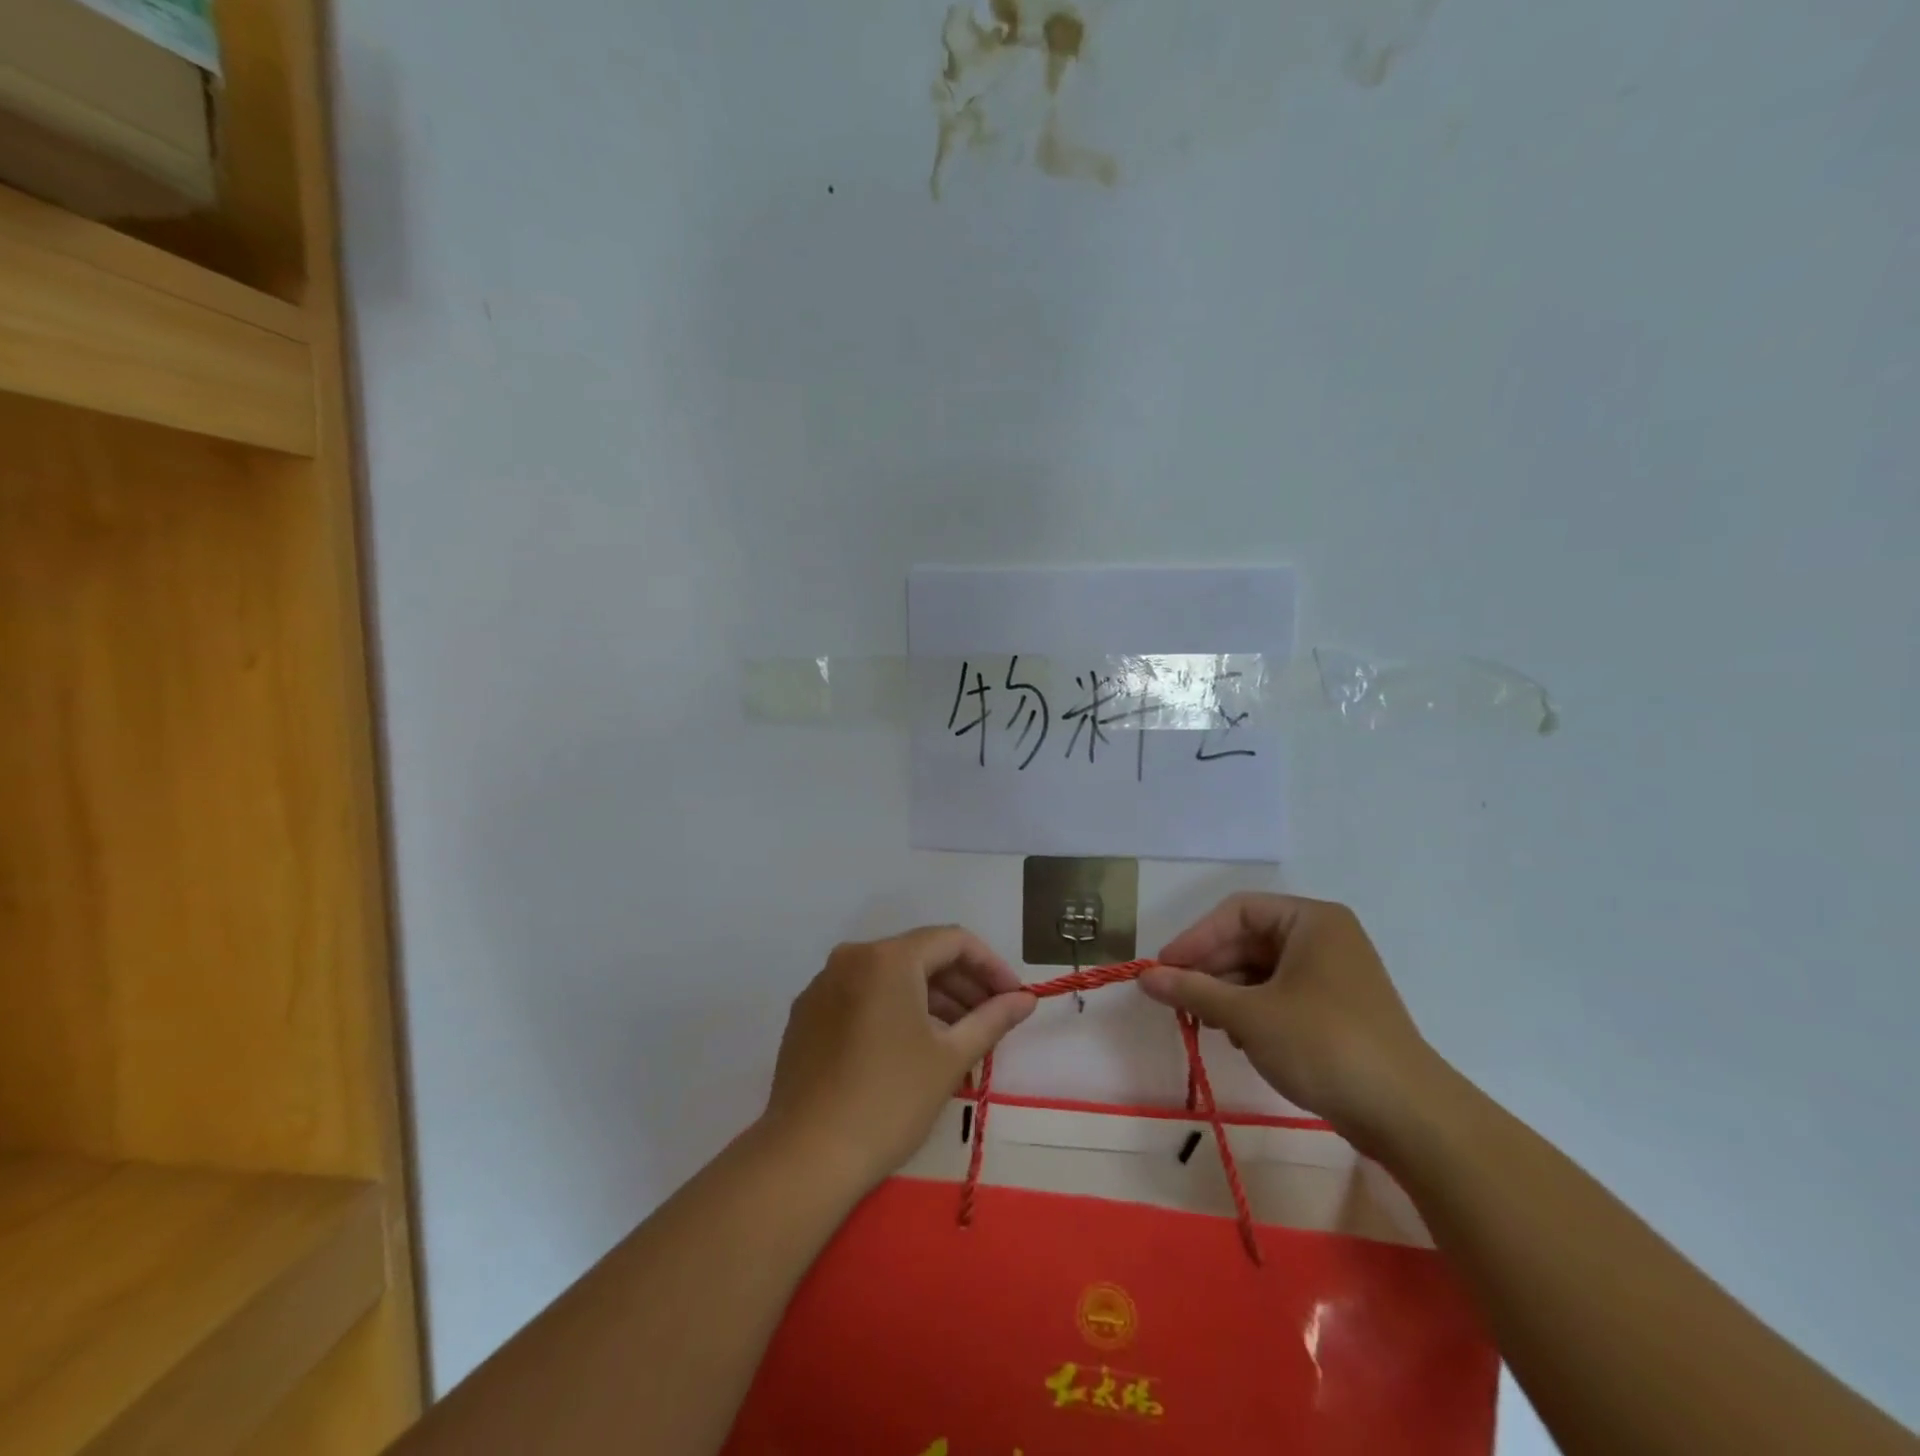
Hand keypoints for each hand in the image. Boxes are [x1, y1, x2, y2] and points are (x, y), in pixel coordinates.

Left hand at [762, 926, 1035, 1191]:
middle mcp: (851, 957)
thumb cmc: (890, 1100)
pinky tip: (911, 1046)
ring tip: (958, 1037)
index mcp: (888, 957)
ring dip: (929, 998)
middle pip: (919, 955)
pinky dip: (894, 1009)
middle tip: (992, 1018)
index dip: (990, 965)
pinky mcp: (806, 1014)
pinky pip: (861, 995)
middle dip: (961, 983)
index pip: (952, 941)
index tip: (1013, 997)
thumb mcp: (951, 1058)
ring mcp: (823, 985)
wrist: (807, 1156)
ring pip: (889, 977)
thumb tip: (1025, 999)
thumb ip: (993, 1018)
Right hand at [1140, 894, 1443, 1149]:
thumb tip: (1144, 978)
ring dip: (1229, 993)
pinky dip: (1254, 1010)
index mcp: (1311, 921)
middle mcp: (1325, 938)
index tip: (1163, 969)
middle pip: (1249, 940)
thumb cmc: (1324, 1045)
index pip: (1237, 912)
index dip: (1195, 938)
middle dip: (1211, 969)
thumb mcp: (1249, 1016)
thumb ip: (1193, 991)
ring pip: (1263, 970)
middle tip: (1177, 999)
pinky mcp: (1339, 1010)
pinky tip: (1240, 1039)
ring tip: (1207, 1024)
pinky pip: (1282, 994)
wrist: (1410, 1117)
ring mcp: (1335, 975)